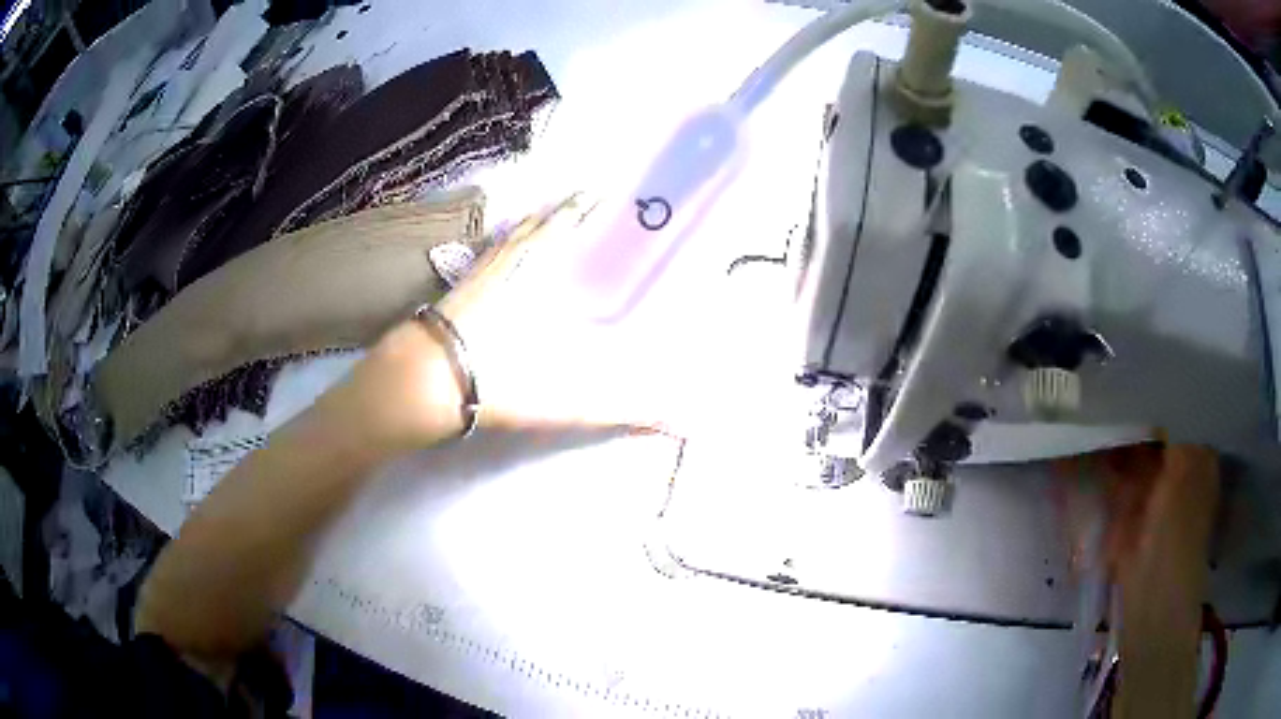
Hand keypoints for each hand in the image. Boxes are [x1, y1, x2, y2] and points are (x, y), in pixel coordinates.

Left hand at [335, 195, 668, 452]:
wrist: (421, 385)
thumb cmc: (495, 382)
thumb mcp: (562, 401)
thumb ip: (617, 410)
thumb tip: (676, 421)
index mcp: (534, 278)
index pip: (563, 231)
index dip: (582, 209)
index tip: (601, 187)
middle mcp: (507, 267)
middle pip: (535, 227)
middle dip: (559, 209)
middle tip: (581, 193)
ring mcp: (477, 277)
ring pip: (507, 239)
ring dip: (528, 222)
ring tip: (545, 211)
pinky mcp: (454, 292)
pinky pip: (485, 256)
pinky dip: (499, 246)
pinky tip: (499, 252)